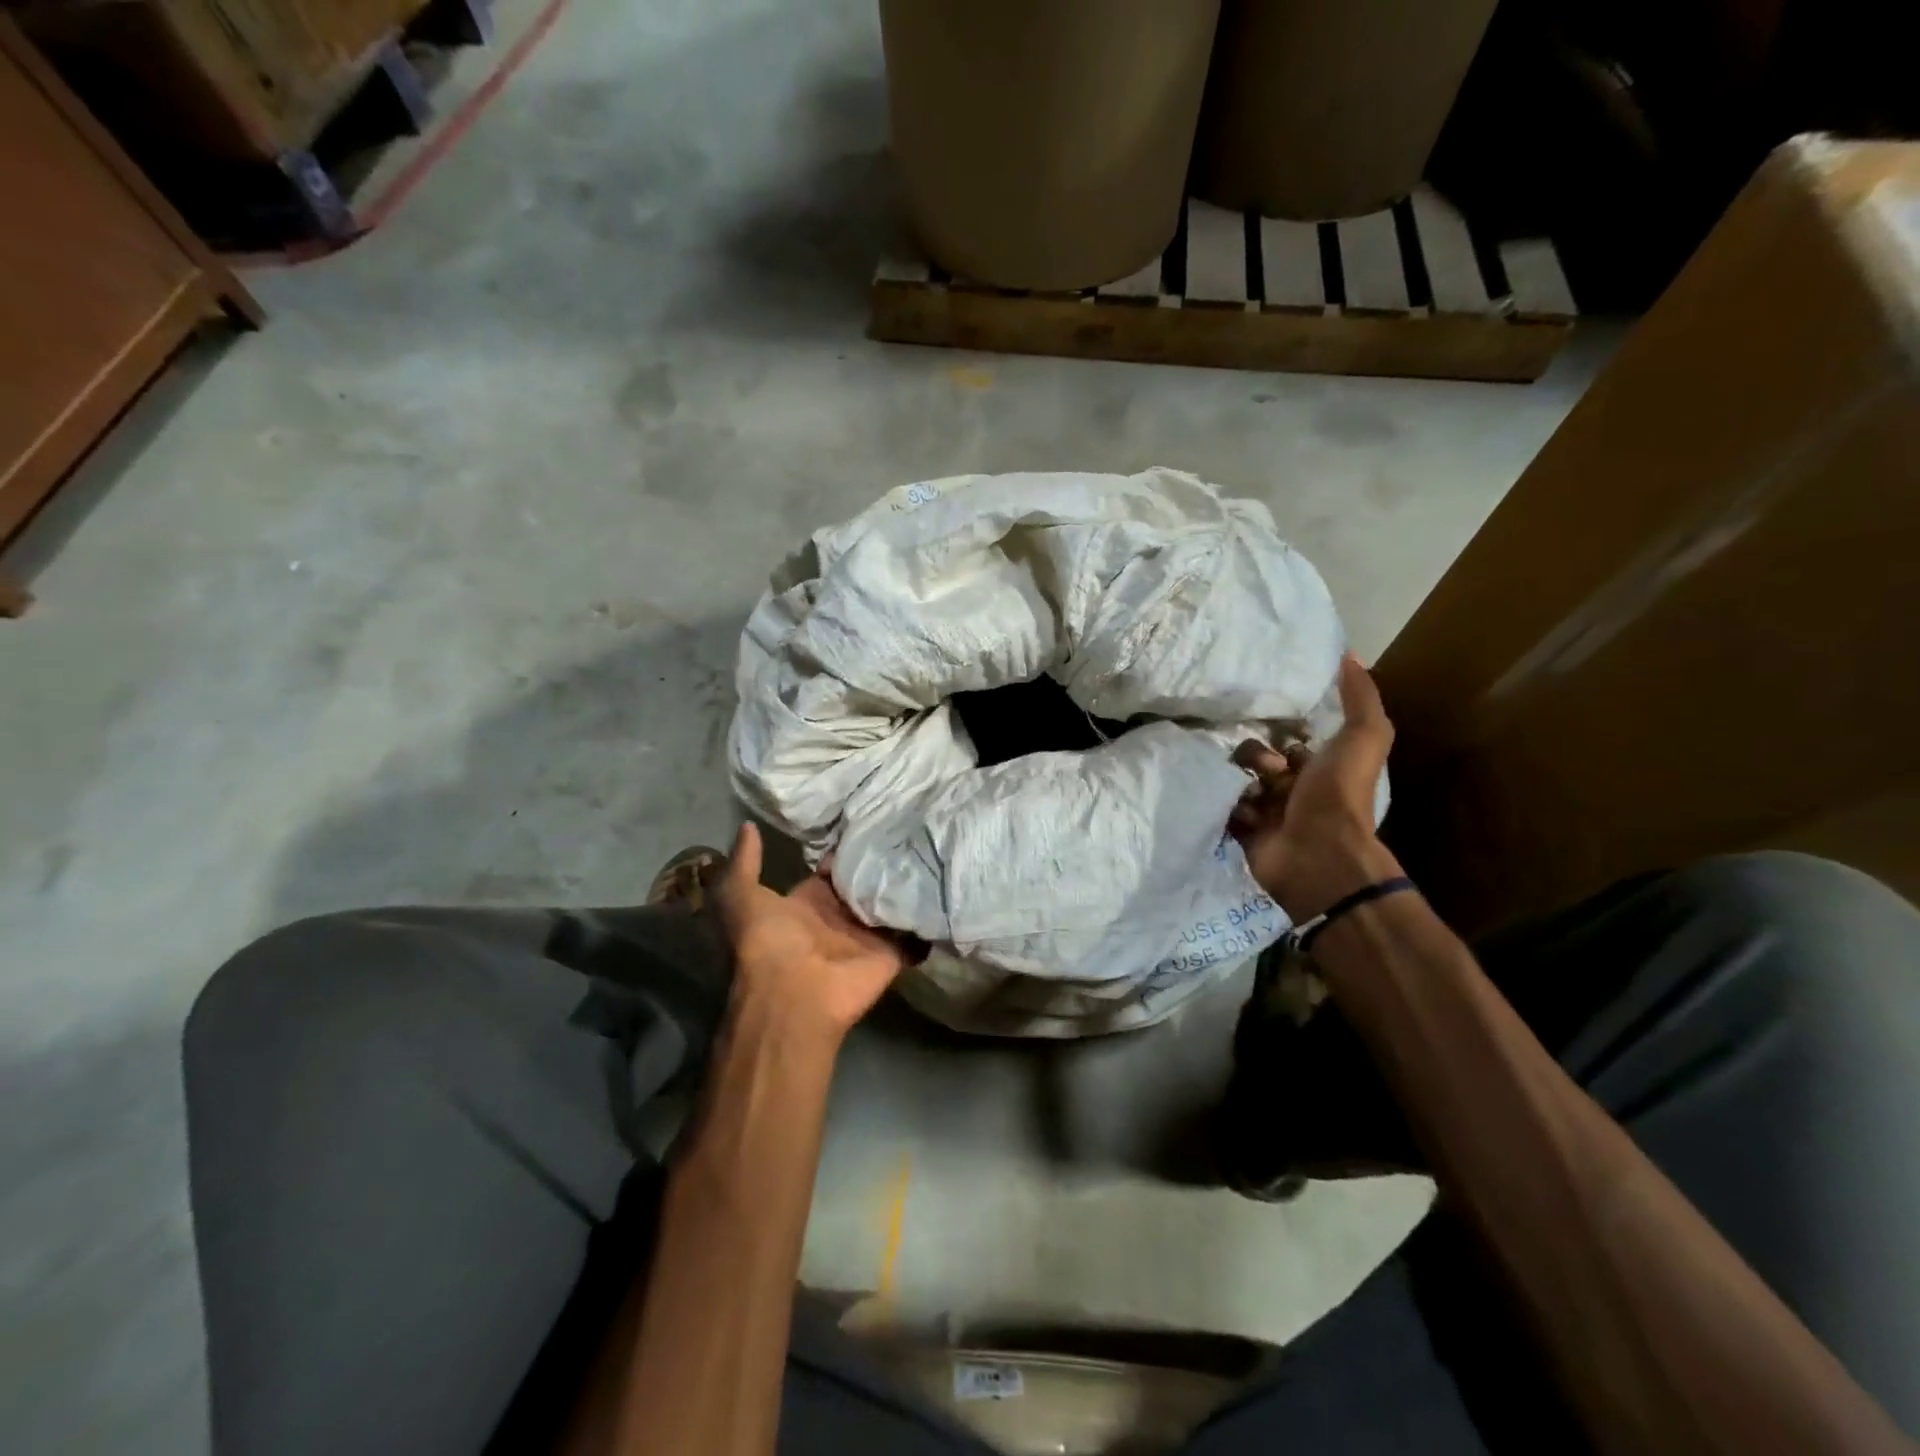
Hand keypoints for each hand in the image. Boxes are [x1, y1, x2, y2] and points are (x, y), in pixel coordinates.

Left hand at [713, 822, 912, 1039]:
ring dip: (908, 883)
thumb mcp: (740, 896)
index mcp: (807, 903)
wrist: (793, 994)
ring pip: (890, 904)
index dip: (842, 850)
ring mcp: (867, 936)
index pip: (829, 871)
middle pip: (863, 885)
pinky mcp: (892, 952)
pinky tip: (946, 887)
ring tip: (932, 846)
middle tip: (906, 825)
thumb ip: (745, 862)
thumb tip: (747, 825)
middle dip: (881, 862)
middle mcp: (838, 917)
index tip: (864, 818)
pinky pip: (915, 933)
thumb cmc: (766, 942)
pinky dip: (927, 918)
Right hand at [1230, 654, 1402, 919]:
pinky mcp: (1243, 833)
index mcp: (1319, 769)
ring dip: (1239, 781)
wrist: (1317, 856)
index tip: (1273, 726)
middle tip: (1266, 768)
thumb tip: (1349, 655)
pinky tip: (1235, 806)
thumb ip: (1360, 698)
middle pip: (1258, 758)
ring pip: (1237, 782)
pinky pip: (1222, 808)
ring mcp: (1267, 814)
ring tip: (1250, 791)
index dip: (1281, 731)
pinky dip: (1224, 805)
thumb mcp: (1362, 738)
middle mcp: (1293, 790)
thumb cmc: (1338, 796)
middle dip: (1255, 756)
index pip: (1289, 740)